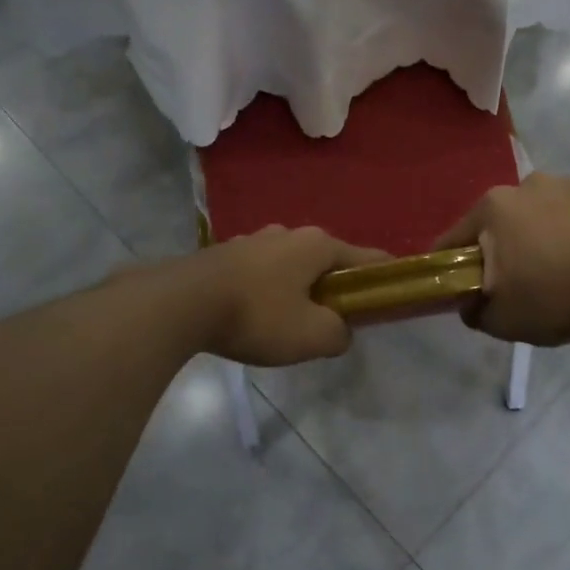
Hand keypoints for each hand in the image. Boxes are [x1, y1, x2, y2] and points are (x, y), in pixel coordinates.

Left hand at [184, 226, 387, 366]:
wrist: (180, 304)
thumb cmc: (257, 315)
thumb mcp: (311, 336)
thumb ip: (339, 334)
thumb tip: (340, 331)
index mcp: (318, 244)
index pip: (367, 258)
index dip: (383, 278)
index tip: (389, 299)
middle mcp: (289, 233)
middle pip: (327, 262)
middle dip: (335, 289)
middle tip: (332, 322)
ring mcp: (254, 240)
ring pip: (291, 266)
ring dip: (298, 289)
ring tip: (290, 322)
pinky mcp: (225, 254)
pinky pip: (261, 272)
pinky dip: (268, 291)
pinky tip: (255, 315)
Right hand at [433, 174, 569, 345]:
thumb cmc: (556, 298)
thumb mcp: (501, 321)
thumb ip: (473, 310)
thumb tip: (470, 302)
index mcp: (493, 208)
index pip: (455, 239)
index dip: (452, 265)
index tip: (461, 286)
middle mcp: (526, 185)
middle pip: (500, 222)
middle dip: (502, 247)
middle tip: (518, 282)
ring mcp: (567, 183)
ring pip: (539, 213)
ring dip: (540, 234)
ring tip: (560, 268)